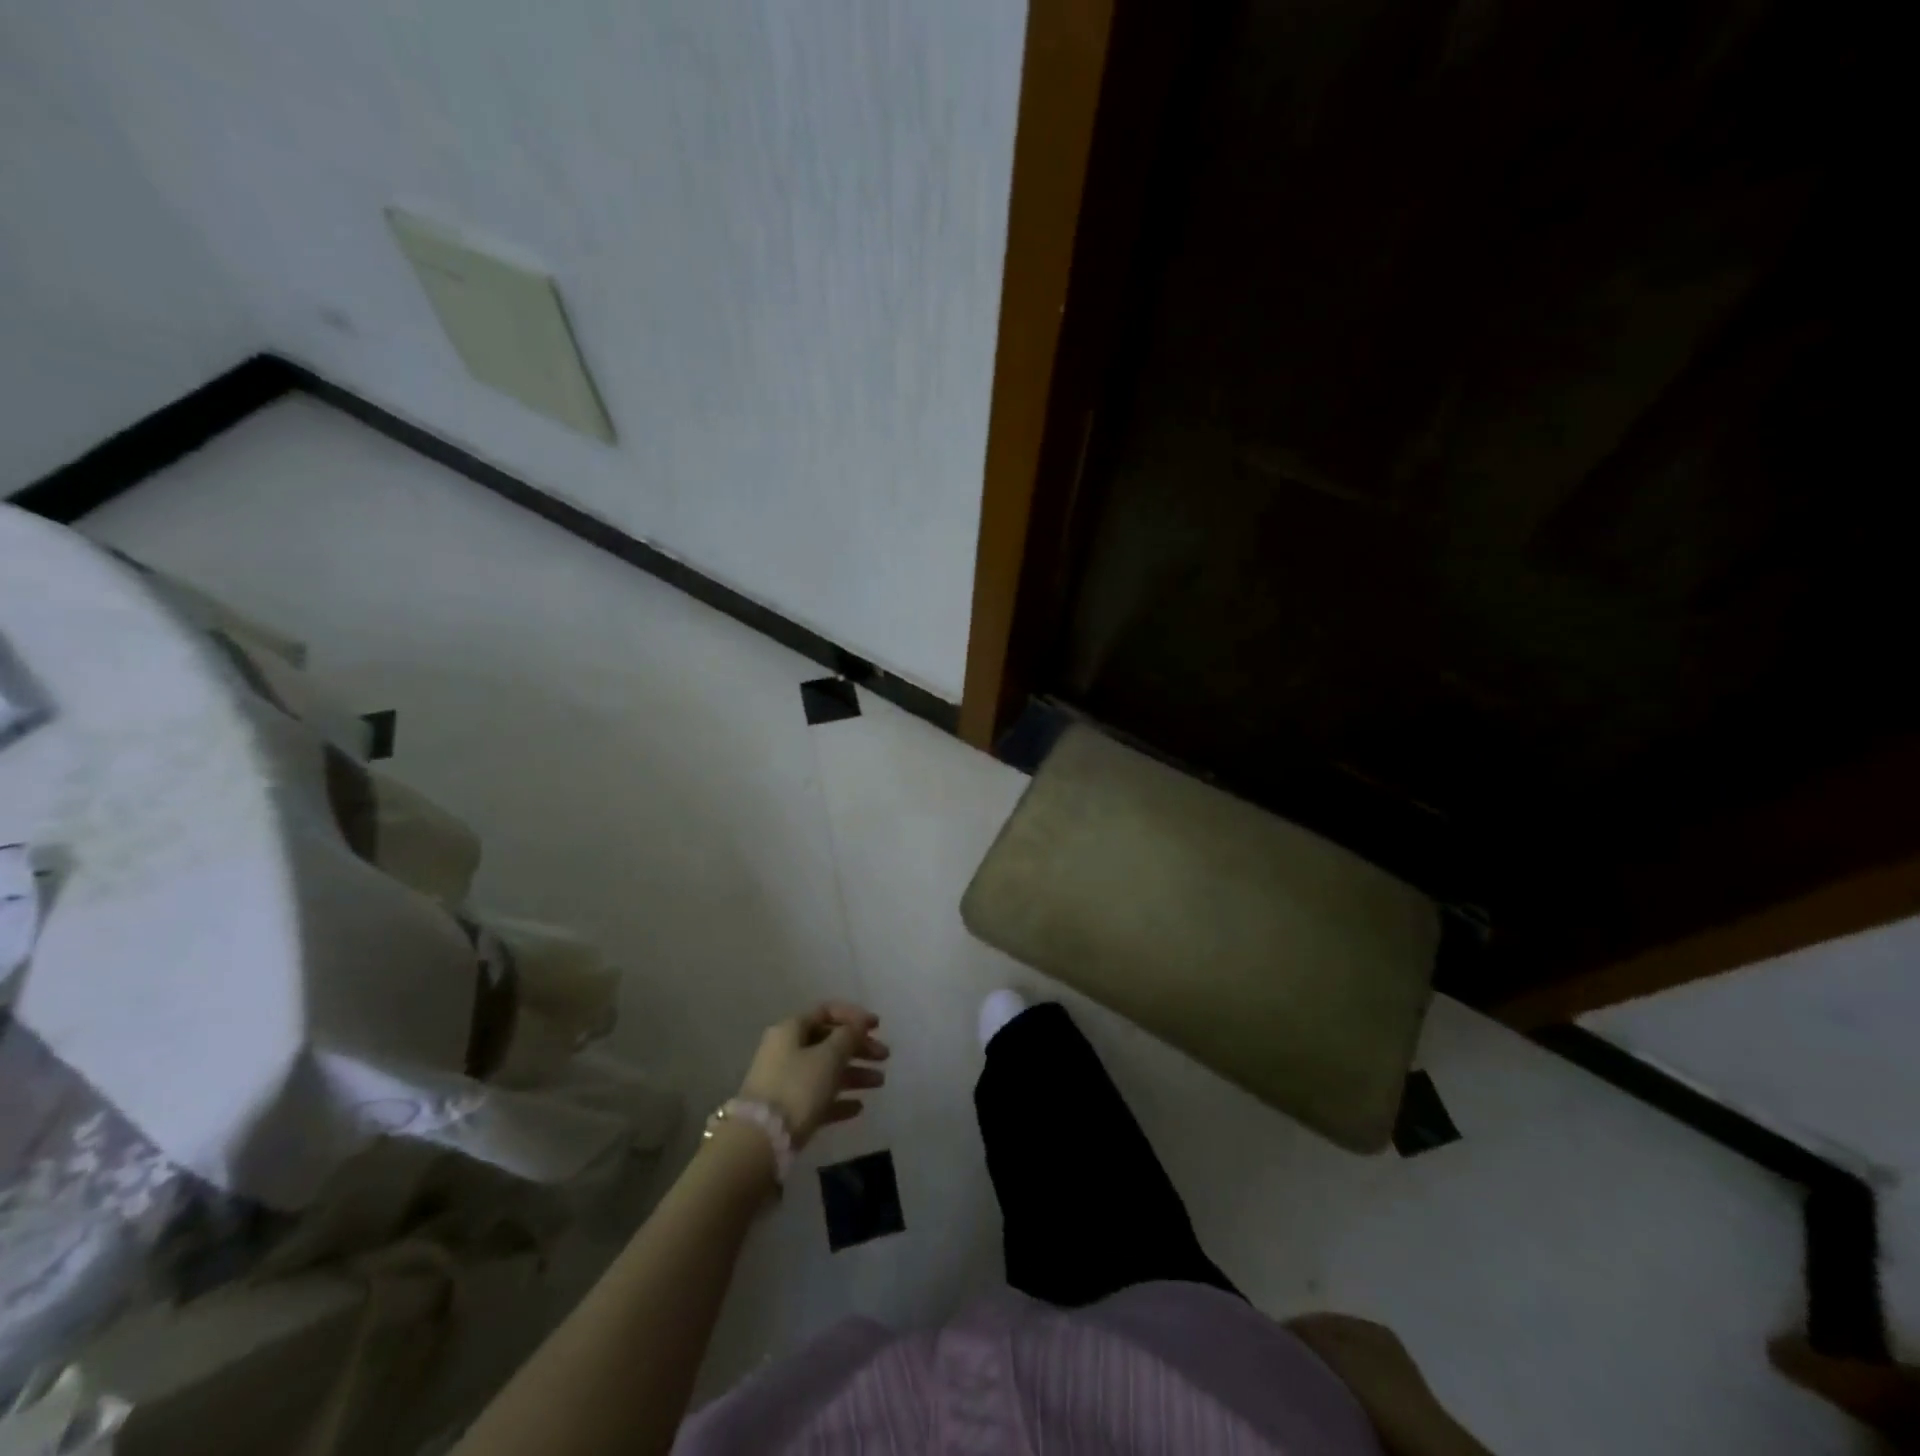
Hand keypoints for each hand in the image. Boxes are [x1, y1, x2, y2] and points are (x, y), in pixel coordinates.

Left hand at [738, 1002, 888, 1147]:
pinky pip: (818, 1098)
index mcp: (791, 1030)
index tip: (878, 1026)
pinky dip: (839, 1099)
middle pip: (829, 1042)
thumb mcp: (828, 1057)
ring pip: (826, 1070)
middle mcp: (787, 1050)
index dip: (854, 1016)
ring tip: (880, 1083)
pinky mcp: (788, 1111)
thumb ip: (848, 1037)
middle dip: (859, 1048)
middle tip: (884, 1057)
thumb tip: (858, 1025)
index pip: (826, 1011)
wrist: (760, 1141)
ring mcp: (786, 1081)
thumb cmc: (797, 1087)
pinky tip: (858, 1108)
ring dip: (855, 1074)